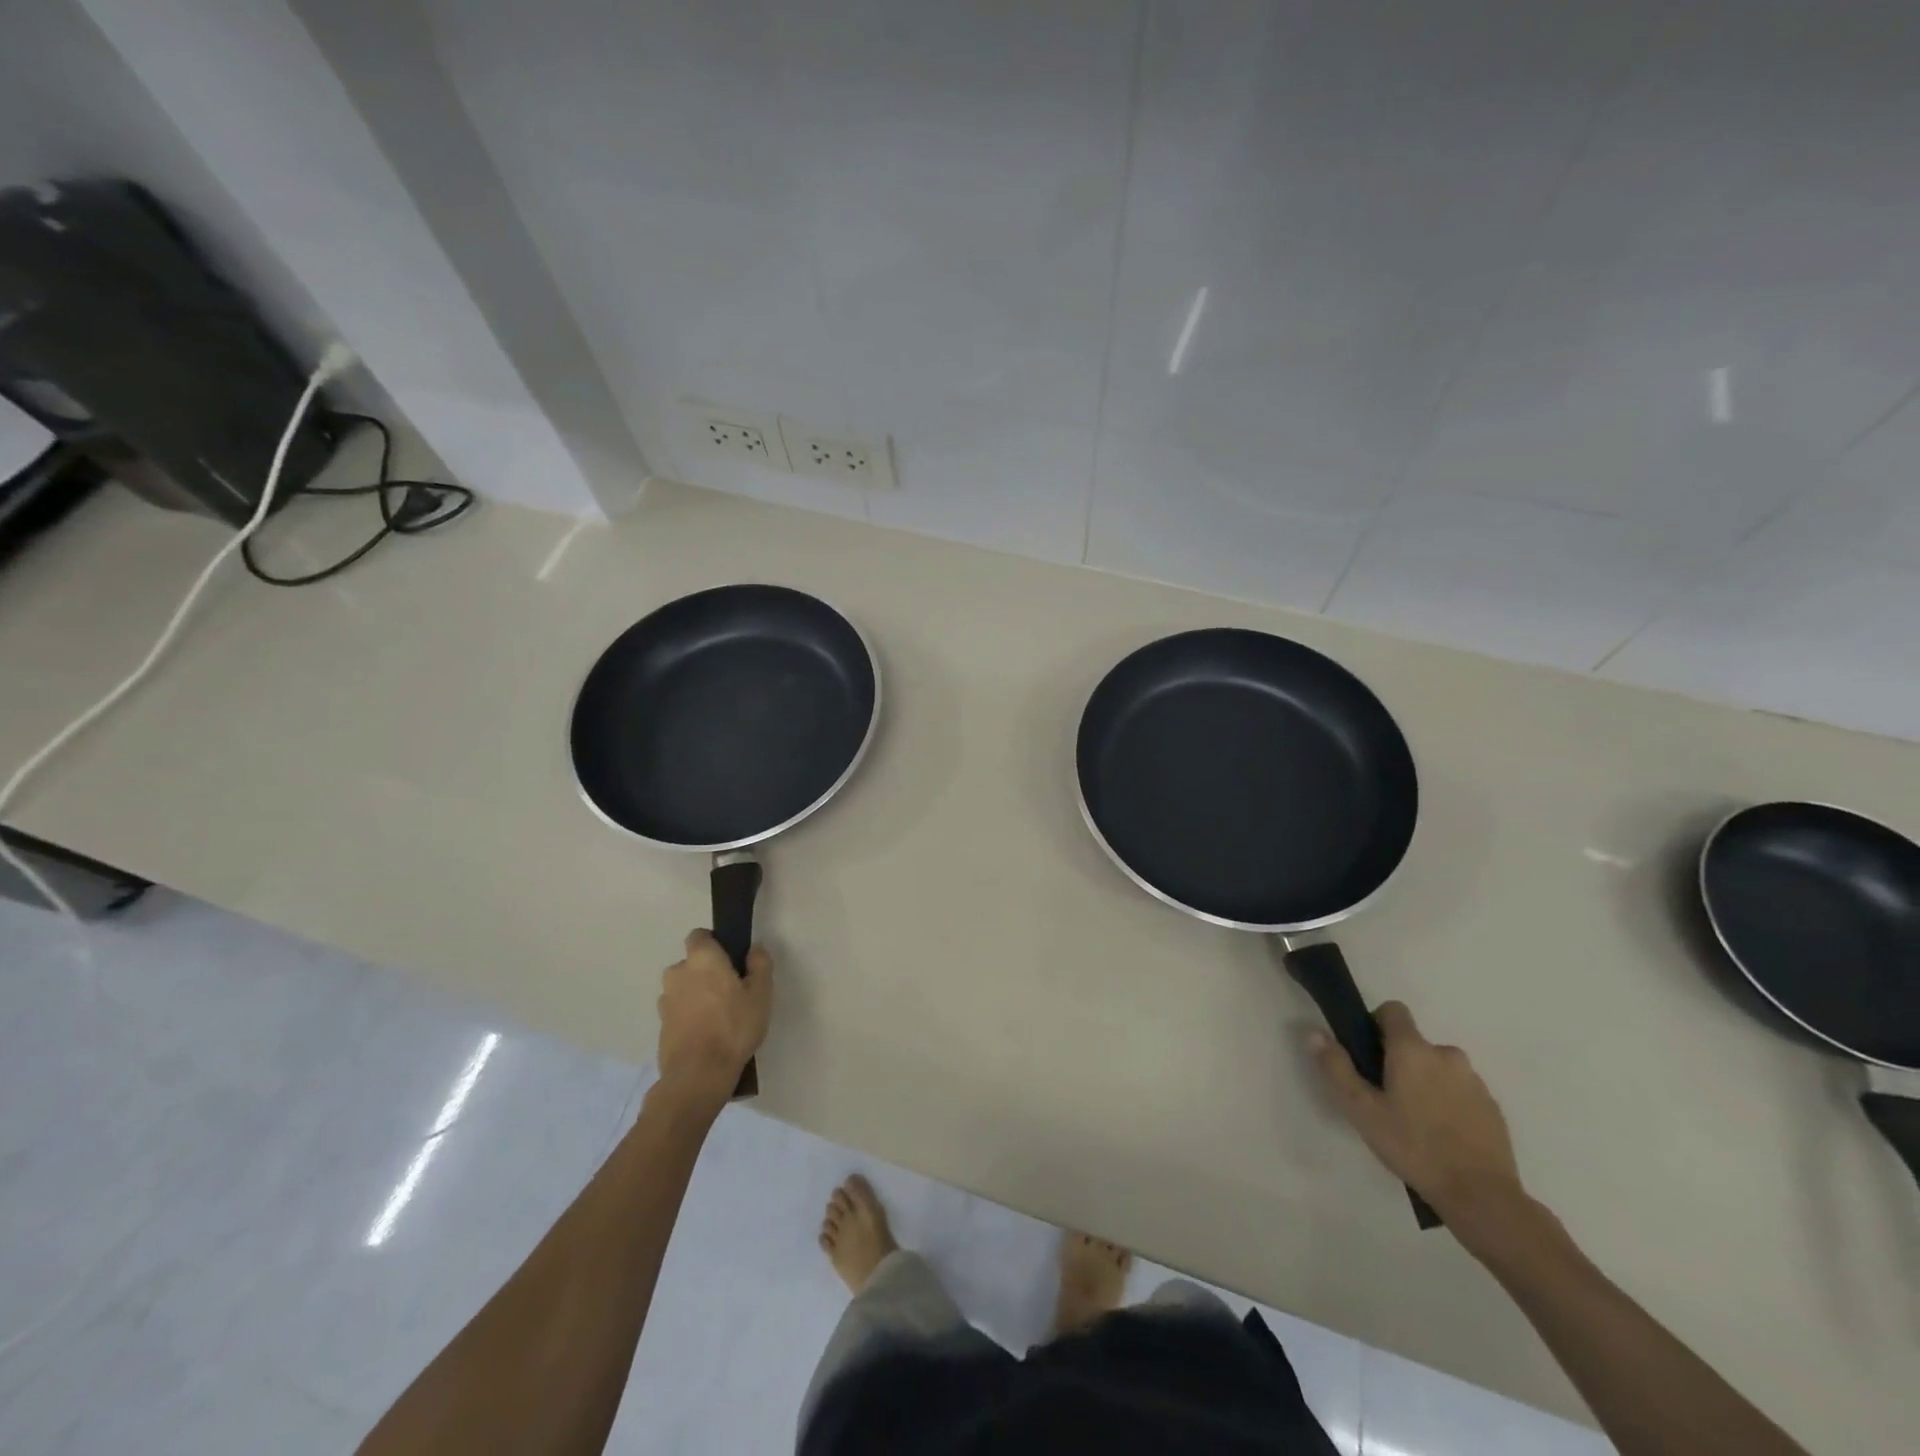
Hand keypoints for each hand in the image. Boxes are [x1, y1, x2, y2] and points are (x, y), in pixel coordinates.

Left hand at [655, 929, 772, 1112]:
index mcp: (701, 959)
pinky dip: (689, 1015)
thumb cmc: (733, 1027)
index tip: (731, 959)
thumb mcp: (761, 994)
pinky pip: (678, 1010)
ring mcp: (665, 1001)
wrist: (698, 1075)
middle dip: (707, 972)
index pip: (699, 935)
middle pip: (692, 963)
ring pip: (684, 988)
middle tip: (730, 990)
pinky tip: (706, 1033)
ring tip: (718, 1015)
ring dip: (696, 994)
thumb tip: (754, 948)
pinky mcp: (661, 1026)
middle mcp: (678, 973)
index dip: (715, 943)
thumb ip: (760, 964)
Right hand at [1309, 1001, 1524, 1230]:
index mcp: (1413, 1049)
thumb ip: (1336, 1067)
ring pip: (1440, 1068)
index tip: (1368, 1053)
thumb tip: (1314, 1032)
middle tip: (1387, 1097)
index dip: (1376, 1023)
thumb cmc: (1413, 1146)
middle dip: (1400, 1061)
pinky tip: (1442, 1135)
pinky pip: (1462, 1091)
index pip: (1393, 1010)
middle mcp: (1447, 1054)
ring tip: (1416, 1121)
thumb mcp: (1361, 1110)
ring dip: (1427, 1082)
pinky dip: (1449, 1102)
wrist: (1481, 1196)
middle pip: (1415, 1043)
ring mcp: (1475, 1081)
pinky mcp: (1493, 1107)